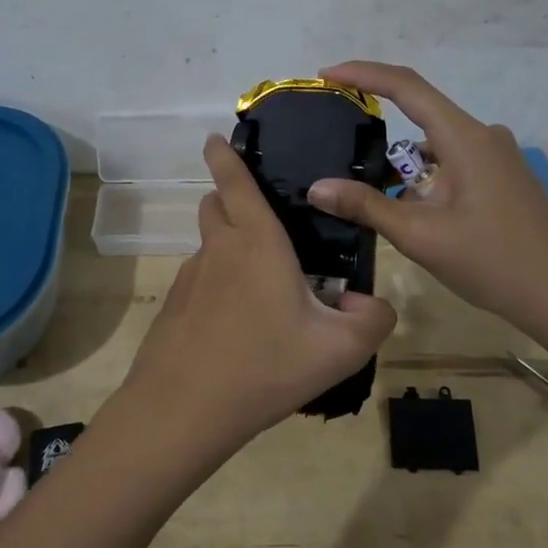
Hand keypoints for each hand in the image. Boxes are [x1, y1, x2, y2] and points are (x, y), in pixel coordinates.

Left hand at [110, 135, 396, 454]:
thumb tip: (368, 304)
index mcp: (257, 243)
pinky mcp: (175, 307)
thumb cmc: (265, 367)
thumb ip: (372, 319)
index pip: (236, 182)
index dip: (225, 156)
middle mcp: (219, 250)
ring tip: (262, 287)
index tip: (215, 138)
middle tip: (261, 217)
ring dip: (229, 247)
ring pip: (209, 245)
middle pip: (214, 205)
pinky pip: (200, 281)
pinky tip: (237, 326)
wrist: (184, 409)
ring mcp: (190, 278)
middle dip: (229, 196)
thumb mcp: (340, 349)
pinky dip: (218, 285)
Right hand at [306, 61, 547, 332]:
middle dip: (378, 129)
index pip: (407, 87)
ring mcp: (497, 158)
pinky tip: (411, 213)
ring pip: (436, 147)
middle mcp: (483, 136)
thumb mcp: (421, 235)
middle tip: (337, 148)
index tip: (328, 75)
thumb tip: (317, 188)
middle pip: (420, 116)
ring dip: (402, 167)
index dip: (364, 74)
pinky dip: (425, 180)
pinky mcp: (503, 179)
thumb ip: (366, 206)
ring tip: (369, 197)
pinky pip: (452, 165)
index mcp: (465, 138)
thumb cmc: (493, 262)